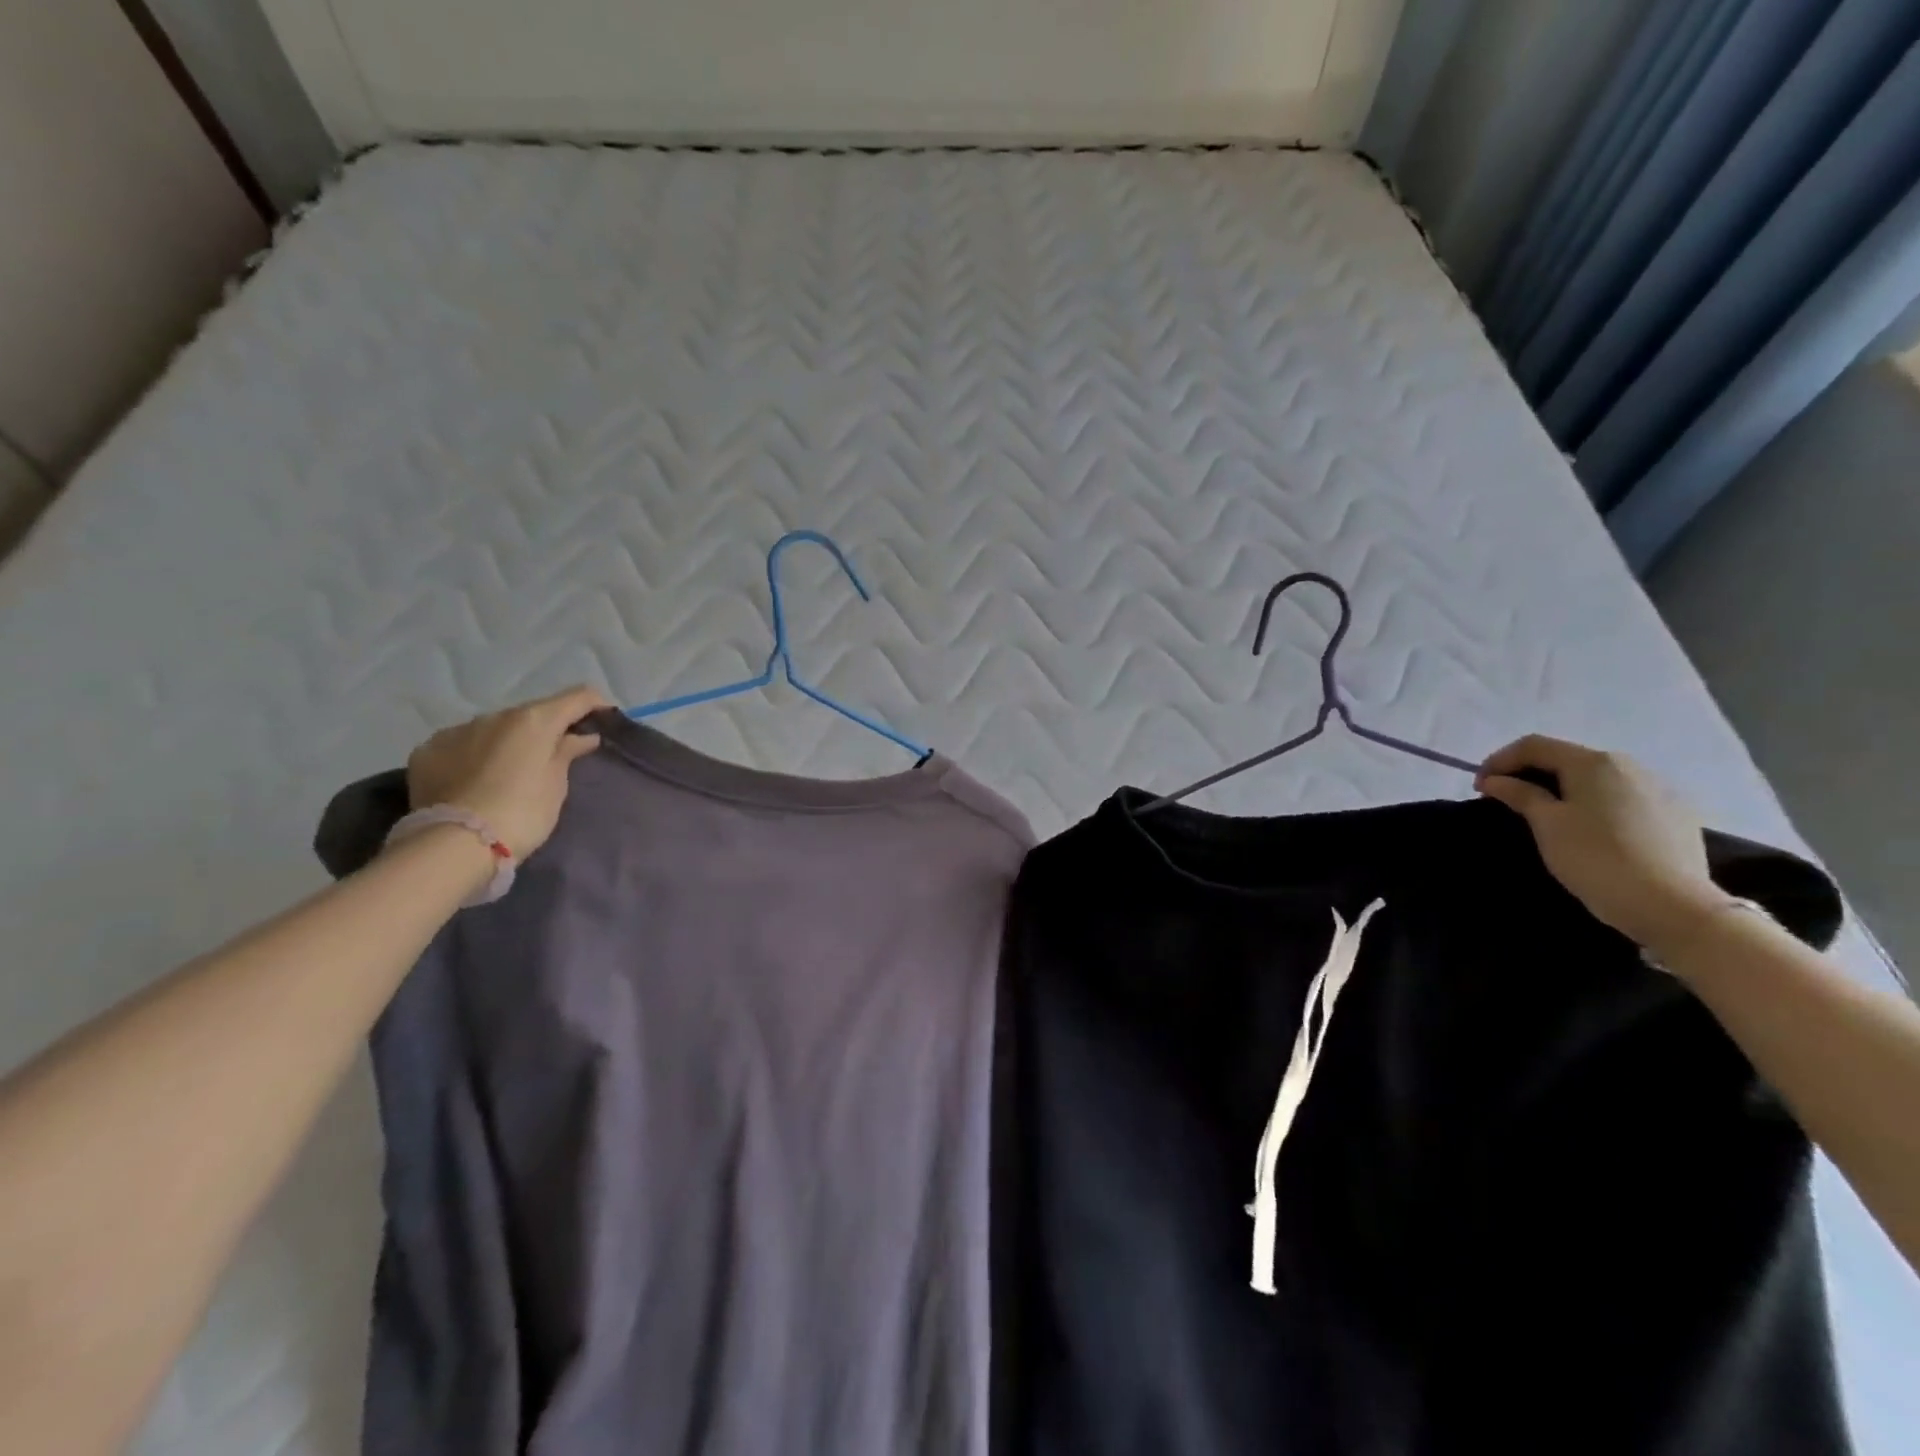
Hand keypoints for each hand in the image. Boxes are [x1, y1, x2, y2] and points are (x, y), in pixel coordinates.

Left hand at [405, 686, 611, 858]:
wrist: (455, 844)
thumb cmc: (523, 812)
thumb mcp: (556, 785)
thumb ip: (567, 753)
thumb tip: (583, 736)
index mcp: (533, 720)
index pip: (578, 696)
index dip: (596, 704)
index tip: (605, 721)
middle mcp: (494, 715)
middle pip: (533, 713)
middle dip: (547, 728)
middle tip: (555, 756)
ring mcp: (457, 730)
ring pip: (495, 728)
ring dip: (509, 741)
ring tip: (511, 771)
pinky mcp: (428, 750)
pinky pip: (462, 743)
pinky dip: (475, 753)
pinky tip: (475, 778)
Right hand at [1476, 735, 1725, 951]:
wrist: (1674, 907)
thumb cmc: (1596, 858)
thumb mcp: (1547, 824)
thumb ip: (1519, 794)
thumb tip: (1495, 780)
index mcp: (1594, 762)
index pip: (1534, 745)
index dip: (1499, 761)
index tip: (1480, 788)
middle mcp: (1629, 765)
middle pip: (1567, 758)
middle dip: (1531, 773)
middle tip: (1507, 800)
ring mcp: (1659, 789)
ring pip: (1598, 778)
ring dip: (1564, 788)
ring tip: (1547, 814)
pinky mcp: (1677, 814)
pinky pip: (1623, 797)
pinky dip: (1596, 803)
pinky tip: (1591, 828)